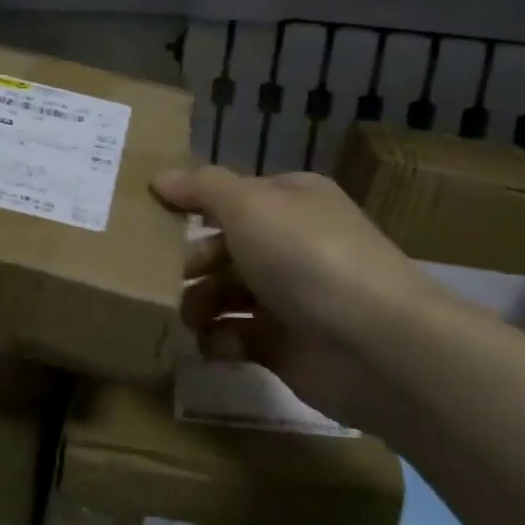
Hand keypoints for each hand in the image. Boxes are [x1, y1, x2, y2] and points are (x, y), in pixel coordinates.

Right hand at [153, 166, 442, 427]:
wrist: (374, 343)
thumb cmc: (306, 257)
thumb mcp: (249, 205)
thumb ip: (201, 189)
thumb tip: (160, 177)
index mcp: (290, 202)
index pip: (230, 198)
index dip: (191, 207)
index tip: (149, 222)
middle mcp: (291, 244)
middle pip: (224, 248)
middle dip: (191, 263)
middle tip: (162, 277)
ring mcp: (290, 297)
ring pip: (227, 294)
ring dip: (200, 304)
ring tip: (187, 316)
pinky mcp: (286, 346)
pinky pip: (238, 337)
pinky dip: (220, 340)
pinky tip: (213, 344)